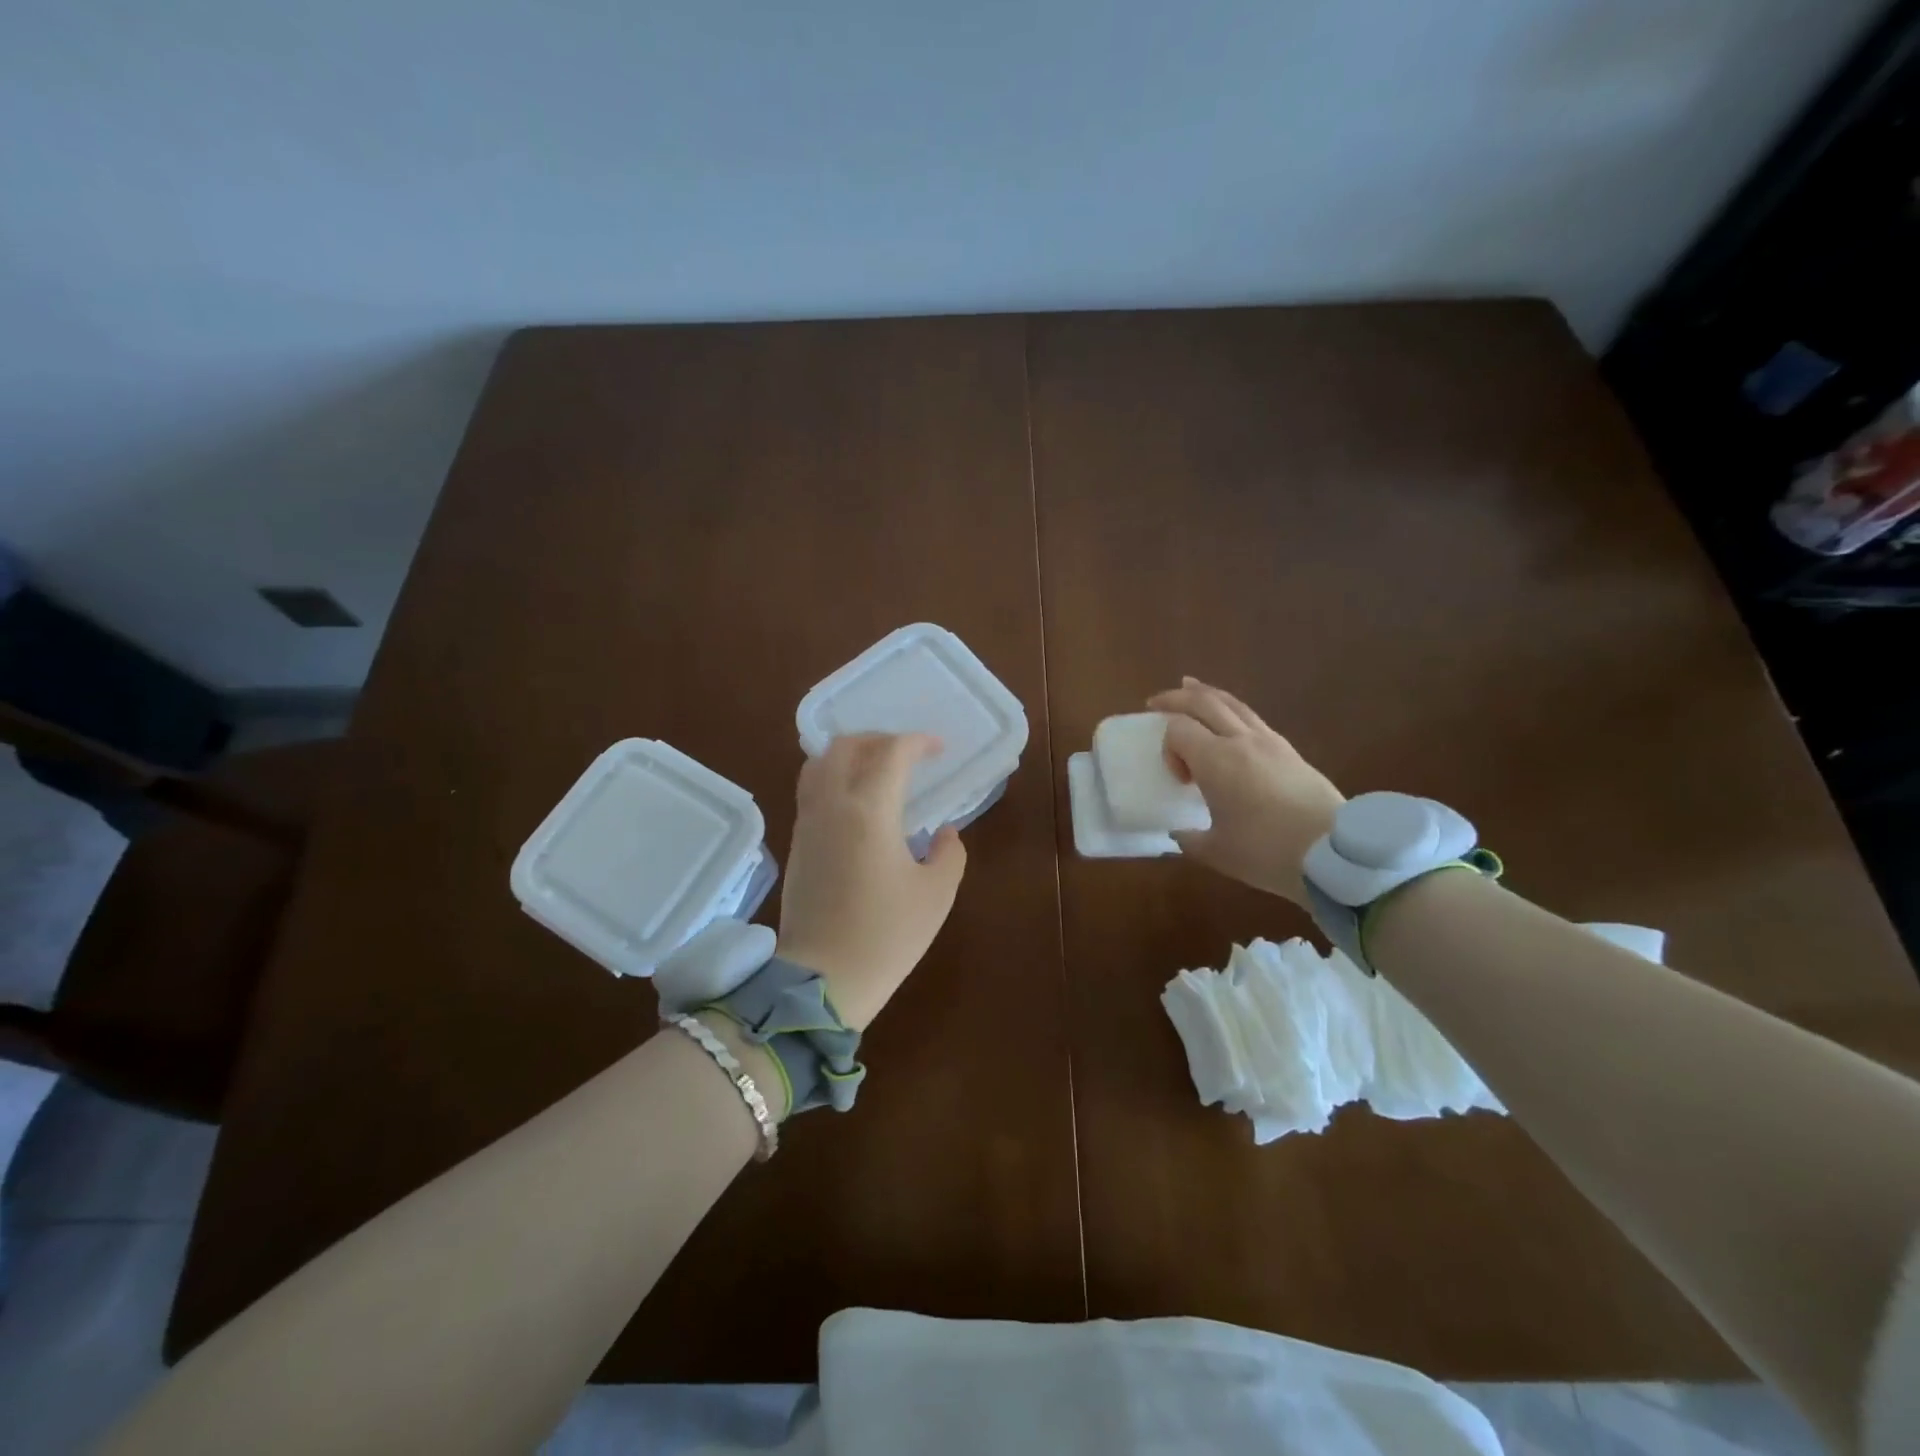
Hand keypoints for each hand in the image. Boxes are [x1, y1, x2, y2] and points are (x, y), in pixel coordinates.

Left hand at [777, 733, 967, 1030]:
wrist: (821, 980)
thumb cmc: (886, 935)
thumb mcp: (936, 895)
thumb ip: (948, 854)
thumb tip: (943, 833)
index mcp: (869, 810)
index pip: (891, 753)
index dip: (917, 742)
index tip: (938, 749)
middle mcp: (832, 805)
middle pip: (844, 746)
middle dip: (878, 739)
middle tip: (905, 753)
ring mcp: (808, 823)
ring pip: (818, 764)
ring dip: (850, 755)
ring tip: (877, 771)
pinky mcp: (796, 844)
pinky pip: (811, 791)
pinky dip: (834, 778)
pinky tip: (857, 803)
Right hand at [1147, 678, 1344, 906]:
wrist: (1334, 855)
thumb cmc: (1267, 852)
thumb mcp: (1217, 852)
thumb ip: (1190, 839)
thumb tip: (1180, 833)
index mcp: (1215, 760)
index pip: (1178, 729)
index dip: (1168, 747)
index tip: (1178, 778)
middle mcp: (1240, 741)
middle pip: (1204, 702)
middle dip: (1177, 698)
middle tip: (1157, 702)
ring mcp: (1270, 742)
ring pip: (1233, 703)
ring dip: (1207, 694)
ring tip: (1190, 687)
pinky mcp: (1290, 751)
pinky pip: (1252, 718)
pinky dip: (1232, 710)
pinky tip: (1229, 722)